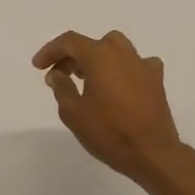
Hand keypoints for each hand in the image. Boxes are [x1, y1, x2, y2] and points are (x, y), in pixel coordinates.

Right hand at [33, 29, 190, 184]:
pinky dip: (123, 69)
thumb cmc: (108, 132)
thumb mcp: (73, 113)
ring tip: (87, 79)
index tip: (38, 67)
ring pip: (116, 49)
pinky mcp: (156, 80)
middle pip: (93, 44)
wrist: (152, 153)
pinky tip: (118, 85)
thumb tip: (57, 74)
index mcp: (99, 56)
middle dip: (73, 56)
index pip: (69, 42)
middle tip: (60, 74)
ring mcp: (142, 65)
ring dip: (98, 59)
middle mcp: (122, 53)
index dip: (50, 51)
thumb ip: (62, 88)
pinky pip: (136, 64)